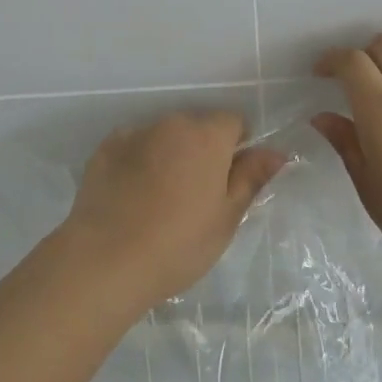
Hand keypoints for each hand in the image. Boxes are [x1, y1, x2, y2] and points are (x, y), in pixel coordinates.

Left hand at [59, 111, 286, 307]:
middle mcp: (171, 123)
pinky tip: (132, 196)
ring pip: (164, 136)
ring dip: (170, 154)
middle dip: (202, 151)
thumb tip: (277, 152)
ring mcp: (134, 133)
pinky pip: (133, 146)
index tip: (229, 181)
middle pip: (197, 127)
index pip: (234, 121)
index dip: (237, 148)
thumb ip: (252, 177)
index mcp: (207, 135)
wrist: (106, 260)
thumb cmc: (178, 243)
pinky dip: (138, 161)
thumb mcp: (227, 217)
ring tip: (160, 199)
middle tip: (197, 196)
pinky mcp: (105, 148)